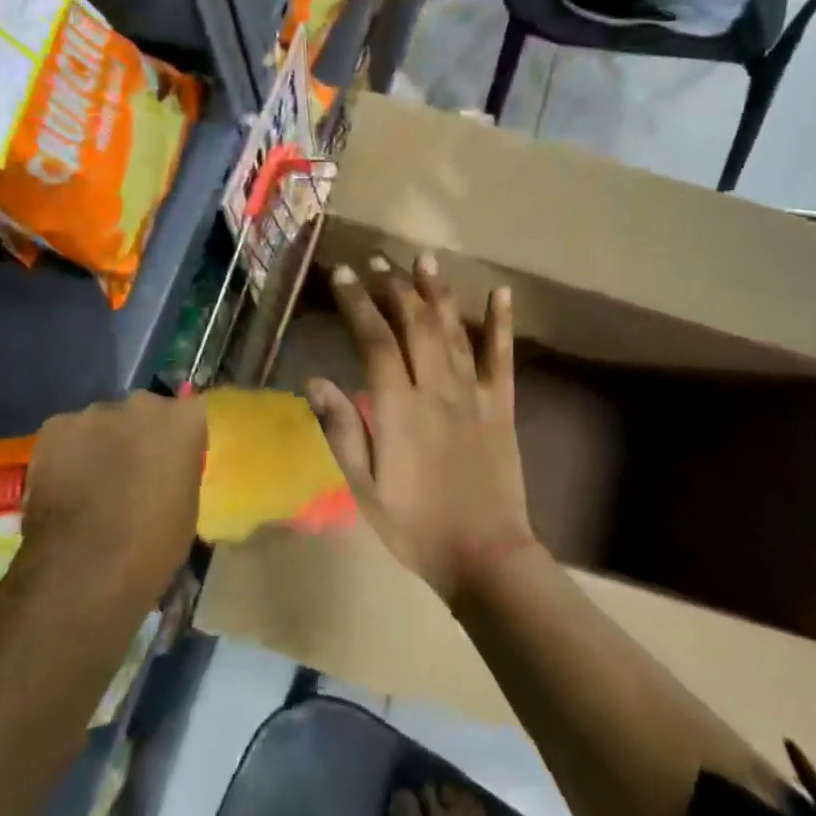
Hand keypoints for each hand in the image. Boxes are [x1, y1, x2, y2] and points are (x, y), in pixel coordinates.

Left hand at [21, 392, 206, 604]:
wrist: (83, 571)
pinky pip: (68, 435)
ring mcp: (97, 412)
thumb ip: (178, 471)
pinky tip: (62, 486)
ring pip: (103, 423)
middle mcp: (144, 403)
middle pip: (145, 411)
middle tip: (131, 472)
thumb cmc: (150, 548)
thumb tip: (166, 468)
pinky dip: (67, 454)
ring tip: (91, 483)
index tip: (173, 458)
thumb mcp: (186, 508)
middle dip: (139, 434)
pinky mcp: (56, 426)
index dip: (180, 435)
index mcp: (185, 420)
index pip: (191, 411)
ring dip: (102, 444)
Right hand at [304, 253, 534, 602]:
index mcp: (398, 408)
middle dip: (394, 286)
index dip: (357, 302)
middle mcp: (435, 389)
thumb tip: (313, 380)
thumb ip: (341, 430)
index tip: (343, 273)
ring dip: (436, 291)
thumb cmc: (414, 525)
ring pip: (452, 330)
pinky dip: (500, 322)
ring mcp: (472, 394)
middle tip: (378, 259)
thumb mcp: (363, 487)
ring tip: (423, 259)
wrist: (484, 557)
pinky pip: (501, 356)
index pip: (374, 340)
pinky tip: (500, 292)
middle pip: (413, 324)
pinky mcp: (500, 405)